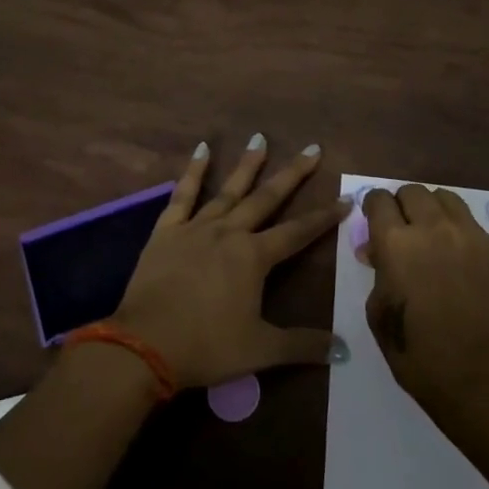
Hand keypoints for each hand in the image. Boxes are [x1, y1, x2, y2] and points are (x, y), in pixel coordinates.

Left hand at [110, 137, 351, 389]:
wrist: (143, 346)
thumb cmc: (206, 347)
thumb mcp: (260, 350)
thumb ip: (302, 345)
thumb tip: (343, 350)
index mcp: (254, 257)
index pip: (298, 232)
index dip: (324, 217)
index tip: (345, 199)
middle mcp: (229, 232)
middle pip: (267, 198)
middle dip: (292, 174)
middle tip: (312, 149)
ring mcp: (196, 227)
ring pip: (228, 190)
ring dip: (247, 165)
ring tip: (260, 138)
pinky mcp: (167, 231)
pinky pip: (183, 195)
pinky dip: (193, 171)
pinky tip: (202, 150)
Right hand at [357, 185, 488, 413]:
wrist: (477, 373)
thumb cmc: (415, 350)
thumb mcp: (378, 310)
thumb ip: (377, 270)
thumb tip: (378, 251)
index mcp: (395, 242)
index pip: (379, 199)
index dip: (372, 208)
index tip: (373, 222)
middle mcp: (431, 227)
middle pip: (412, 191)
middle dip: (400, 205)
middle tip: (399, 230)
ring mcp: (466, 234)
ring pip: (443, 197)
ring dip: (429, 209)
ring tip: (428, 234)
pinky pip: (466, 219)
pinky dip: (453, 225)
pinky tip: (451, 252)